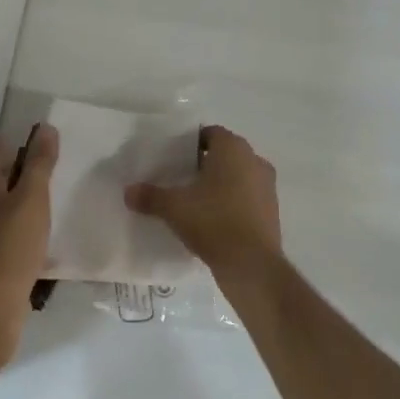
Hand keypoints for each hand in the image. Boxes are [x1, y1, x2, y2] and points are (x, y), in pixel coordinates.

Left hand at [0, 124, 59, 351]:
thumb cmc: (10, 245)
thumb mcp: (31, 198)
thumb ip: (39, 163)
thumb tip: (45, 127)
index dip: (14, 136)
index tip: (42, 131)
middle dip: (23, 162)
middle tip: (55, 155)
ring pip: (7, 201)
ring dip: (27, 192)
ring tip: (58, 185)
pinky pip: (13, 226)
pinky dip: (29, 218)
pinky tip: (48, 224)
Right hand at [125, 125, 282, 275]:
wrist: (252, 265)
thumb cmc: (213, 221)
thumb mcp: (174, 208)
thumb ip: (150, 196)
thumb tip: (128, 192)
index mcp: (233, 149)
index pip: (209, 133)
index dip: (189, 143)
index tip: (171, 159)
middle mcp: (255, 160)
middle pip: (224, 154)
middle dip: (203, 164)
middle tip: (179, 179)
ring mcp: (267, 186)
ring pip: (237, 176)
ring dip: (219, 184)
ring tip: (194, 201)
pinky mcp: (272, 211)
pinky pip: (247, 198)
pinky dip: (231, 203)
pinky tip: (212, 220)